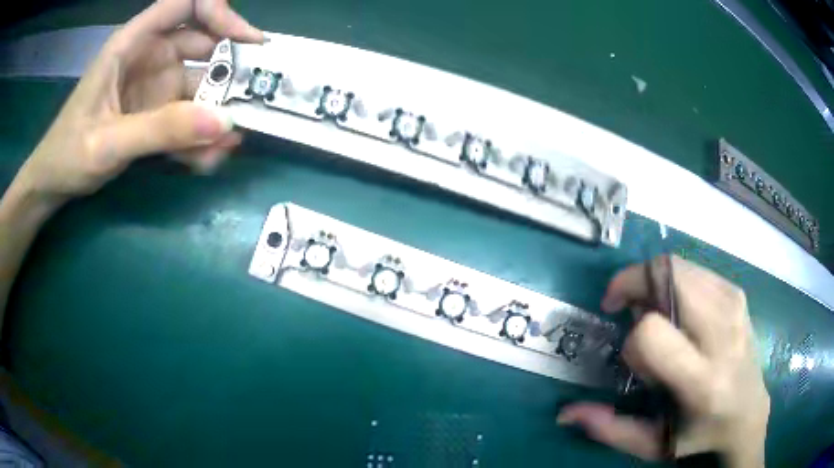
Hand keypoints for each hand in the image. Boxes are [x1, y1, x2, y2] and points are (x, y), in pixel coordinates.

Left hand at [13, 0, 263, 202]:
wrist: (53, 184)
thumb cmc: (68, 154)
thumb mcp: (107, 144)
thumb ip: (159, 131)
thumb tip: (224, 123)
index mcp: (132, 44)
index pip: (185, 3)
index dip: (219, 11)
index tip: (246, 41)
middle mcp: (149, 57)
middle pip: (202, 42)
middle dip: (229, 67)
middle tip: (254, 96)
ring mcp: (153, 86)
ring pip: (199, 84)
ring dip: (216, 111)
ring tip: (227, 145)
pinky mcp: (155, 113)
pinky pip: (187, 116)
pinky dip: (200, 135)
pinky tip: (206, 159)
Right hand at [558, 256, 769, 467]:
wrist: (748, 413)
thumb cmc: (699, 435)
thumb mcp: (653, 445)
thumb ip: (610, 429)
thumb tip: (566, 413)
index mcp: (702, 381)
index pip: (652, 334)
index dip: (631, 339)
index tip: (629, 353)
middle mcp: (723, 334)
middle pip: (669, 277)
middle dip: (635, 283)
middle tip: (624, 307)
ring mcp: (734, 307)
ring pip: (679, 266)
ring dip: (653, 281)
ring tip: (651, 311)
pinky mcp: (737, 294)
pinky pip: (693, 269)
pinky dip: (673, 280)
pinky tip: (675, 308)